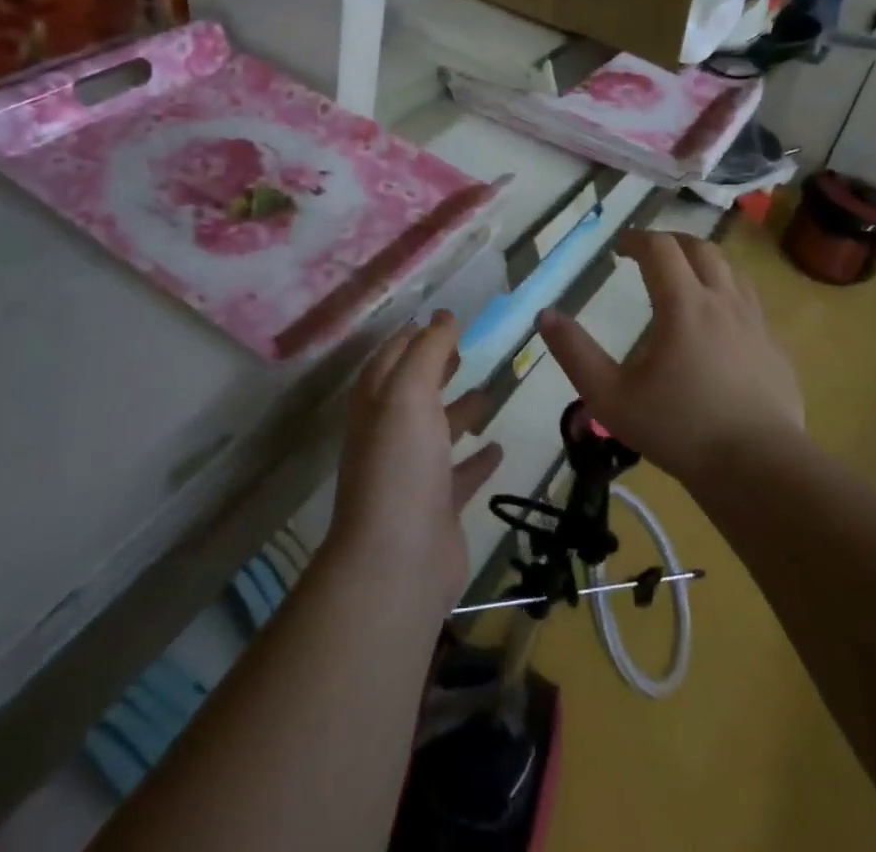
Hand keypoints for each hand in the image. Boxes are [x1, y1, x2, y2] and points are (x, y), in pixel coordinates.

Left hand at [325, 311, 503, 621]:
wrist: (397, 561)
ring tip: (489, 392)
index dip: (410, 338)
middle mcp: (390, 436)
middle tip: (464, 350)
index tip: (439, 319)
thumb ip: (428, 351)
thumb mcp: (410, 392)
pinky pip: (459, 475)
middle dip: (435, 369)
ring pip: (437, 432)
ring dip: (460, 411)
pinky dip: (477, 459)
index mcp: (377, 404)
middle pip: (412, 392)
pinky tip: (498, 446)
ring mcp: (412, 474)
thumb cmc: (400, 464)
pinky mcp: (437, 508)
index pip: (389, 359)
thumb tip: (442, 315)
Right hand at [538, 231, 802, 488]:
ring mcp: (756, 323)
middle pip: (700, 248)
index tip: (620, 248)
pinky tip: (719, 324)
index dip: (637, 239)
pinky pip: (751, 303)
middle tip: (650, 255)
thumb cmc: (678, 430)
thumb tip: (546, 315)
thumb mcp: (610, 397)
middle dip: (671, 242)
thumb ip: (575, 354)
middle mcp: (723, 301)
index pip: (660, 248)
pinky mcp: (775, 347)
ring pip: (731, 271)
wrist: (758, 469)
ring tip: (685, 279)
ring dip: (703, 263)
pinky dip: (728, 294)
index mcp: (683, 304)